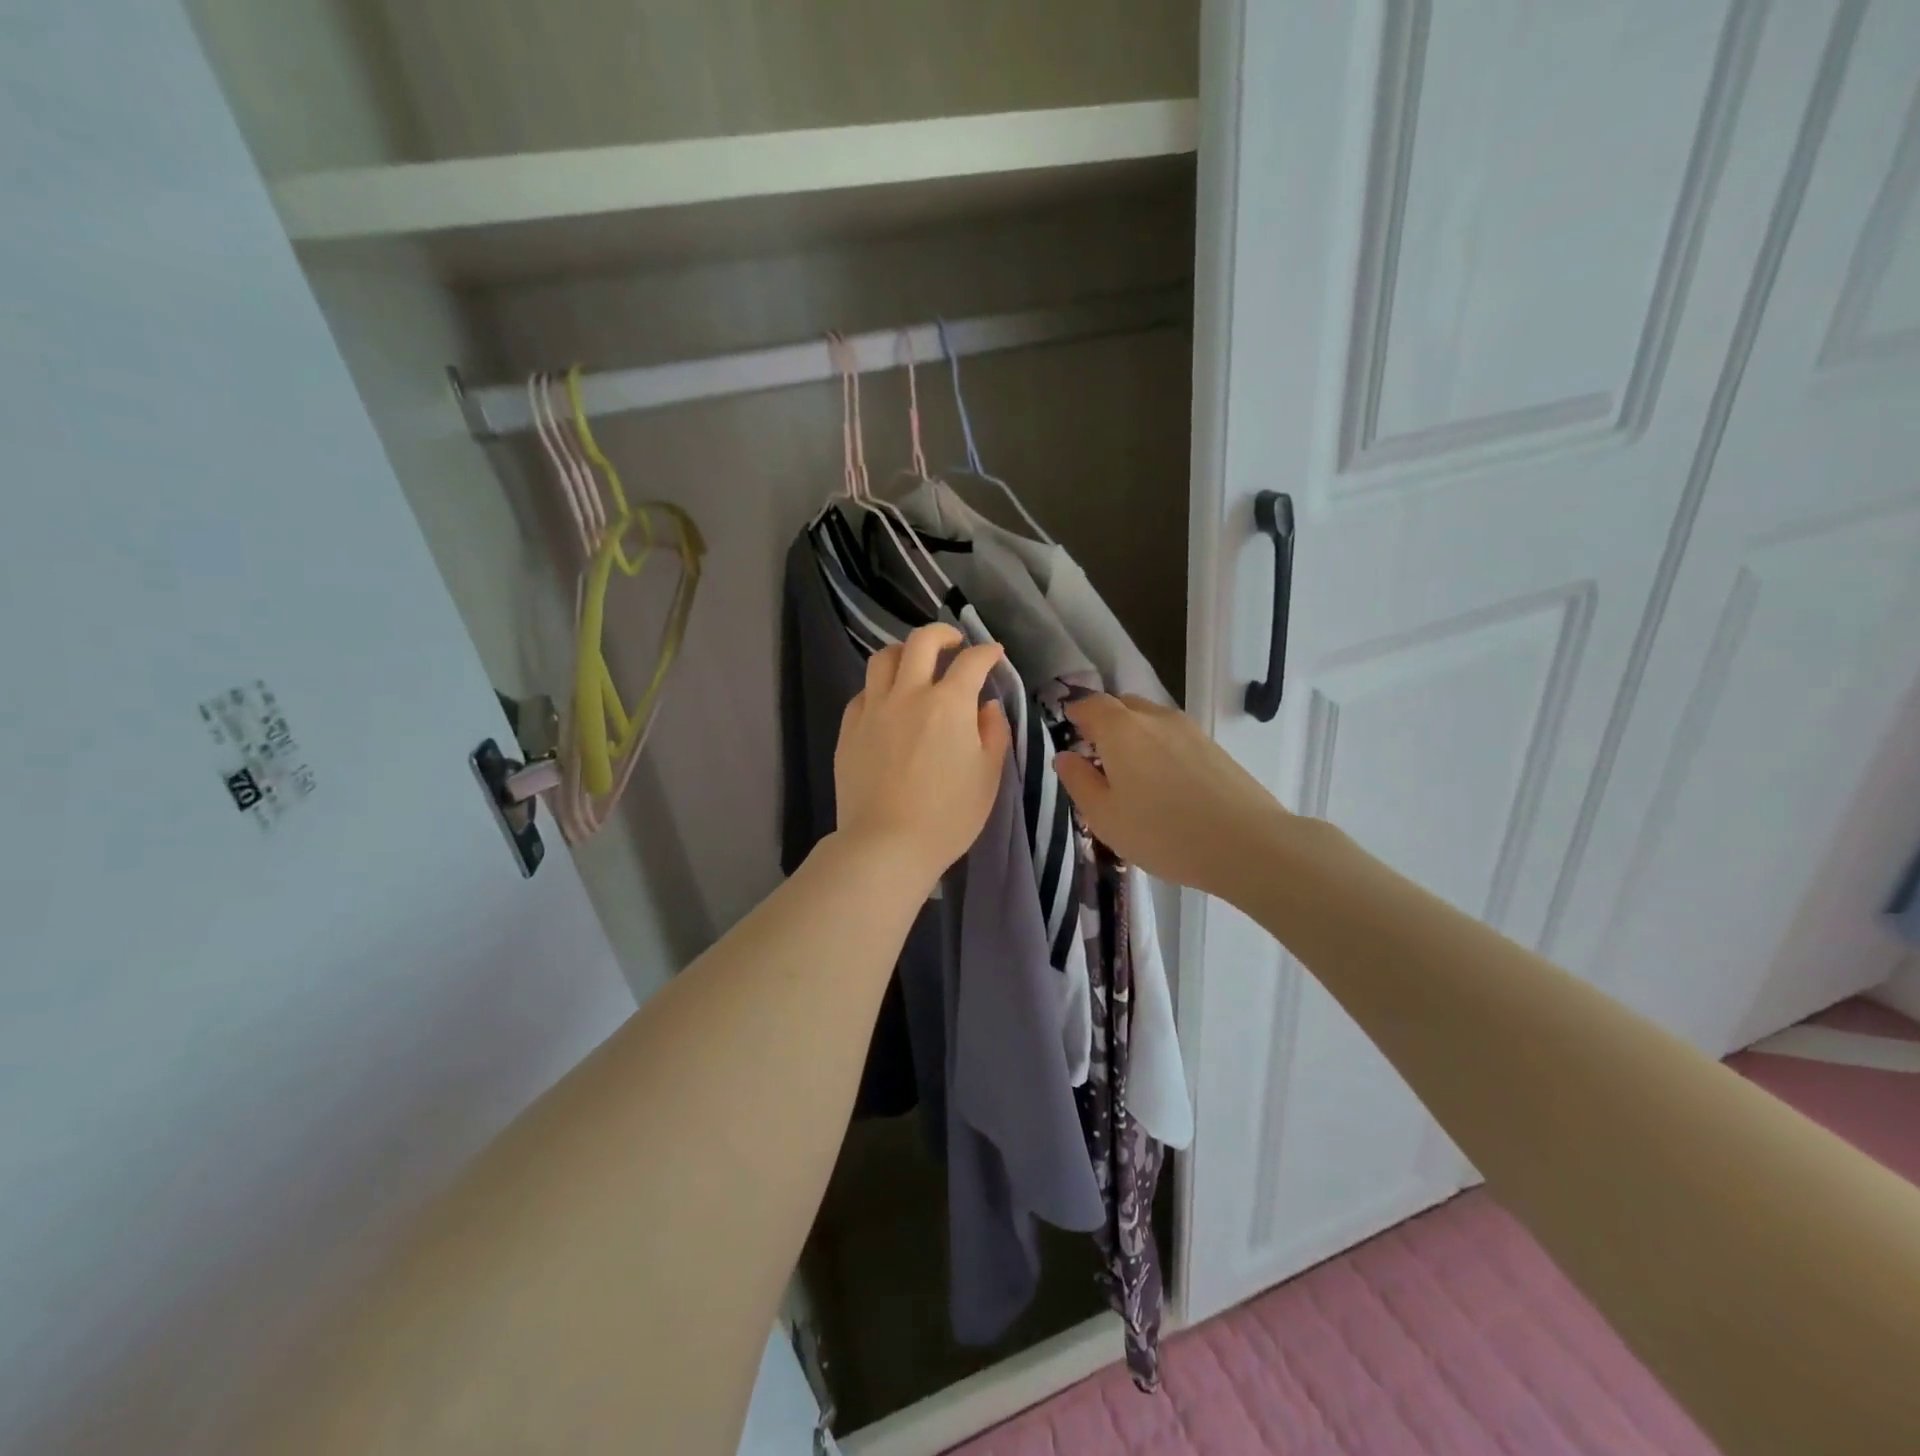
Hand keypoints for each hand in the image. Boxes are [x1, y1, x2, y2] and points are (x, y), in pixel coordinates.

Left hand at [834, 623, 1010, 887]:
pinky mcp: (849, 730)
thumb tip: (986, 706)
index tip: (994, 655)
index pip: (971, 662)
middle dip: (942, 634)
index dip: (987, 652)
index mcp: (948, 704)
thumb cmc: (948, 815)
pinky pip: (863, 694)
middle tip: (954, 645)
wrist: (886, 845)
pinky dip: (879, 689)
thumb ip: (993, 733)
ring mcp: (873, 710)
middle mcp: (908, 695)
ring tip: (915, 665)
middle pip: (921, 642)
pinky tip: (888, 704)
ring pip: (883, 659)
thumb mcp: (988, 776)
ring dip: (904, 653)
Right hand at [1053, 694, 1293, 899]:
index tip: (1068, 731)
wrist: (1247, 844)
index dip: (1076, 714)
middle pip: (1122, 706)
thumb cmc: (1162, 832)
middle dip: (1105, 722)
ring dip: (1134, 735)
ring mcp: (1189, 730)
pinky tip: (1164, 783)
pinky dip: (1160, 748)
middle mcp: (1154, 718)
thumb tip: (1065, 756)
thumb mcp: (1104, 816)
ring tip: (1131, 773)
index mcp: (1120, 729)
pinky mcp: (1214, 747)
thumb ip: (1079, 781)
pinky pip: (1174, 736)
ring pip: (1151, 720)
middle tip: (1096, 755)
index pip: (1090, 704)